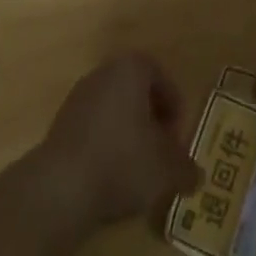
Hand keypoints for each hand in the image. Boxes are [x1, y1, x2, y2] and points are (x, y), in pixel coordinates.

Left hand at [28, 54, 199, 235]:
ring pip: (114, 111)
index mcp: (131, 68)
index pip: (161, 78)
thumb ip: (186, 169)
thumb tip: (196, 176)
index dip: (174, 108)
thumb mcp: (166, 169)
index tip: (177, 138)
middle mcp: (103, 73)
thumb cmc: (122, 162)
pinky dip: (106, 148)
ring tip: (138, 171)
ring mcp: (78, 98)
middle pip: (136, 93)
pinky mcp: (59, 125)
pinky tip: (111, 179)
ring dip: (128, 135)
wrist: (60, 187)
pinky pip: (93, 130)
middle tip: (161, 152)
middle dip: (151, 121)